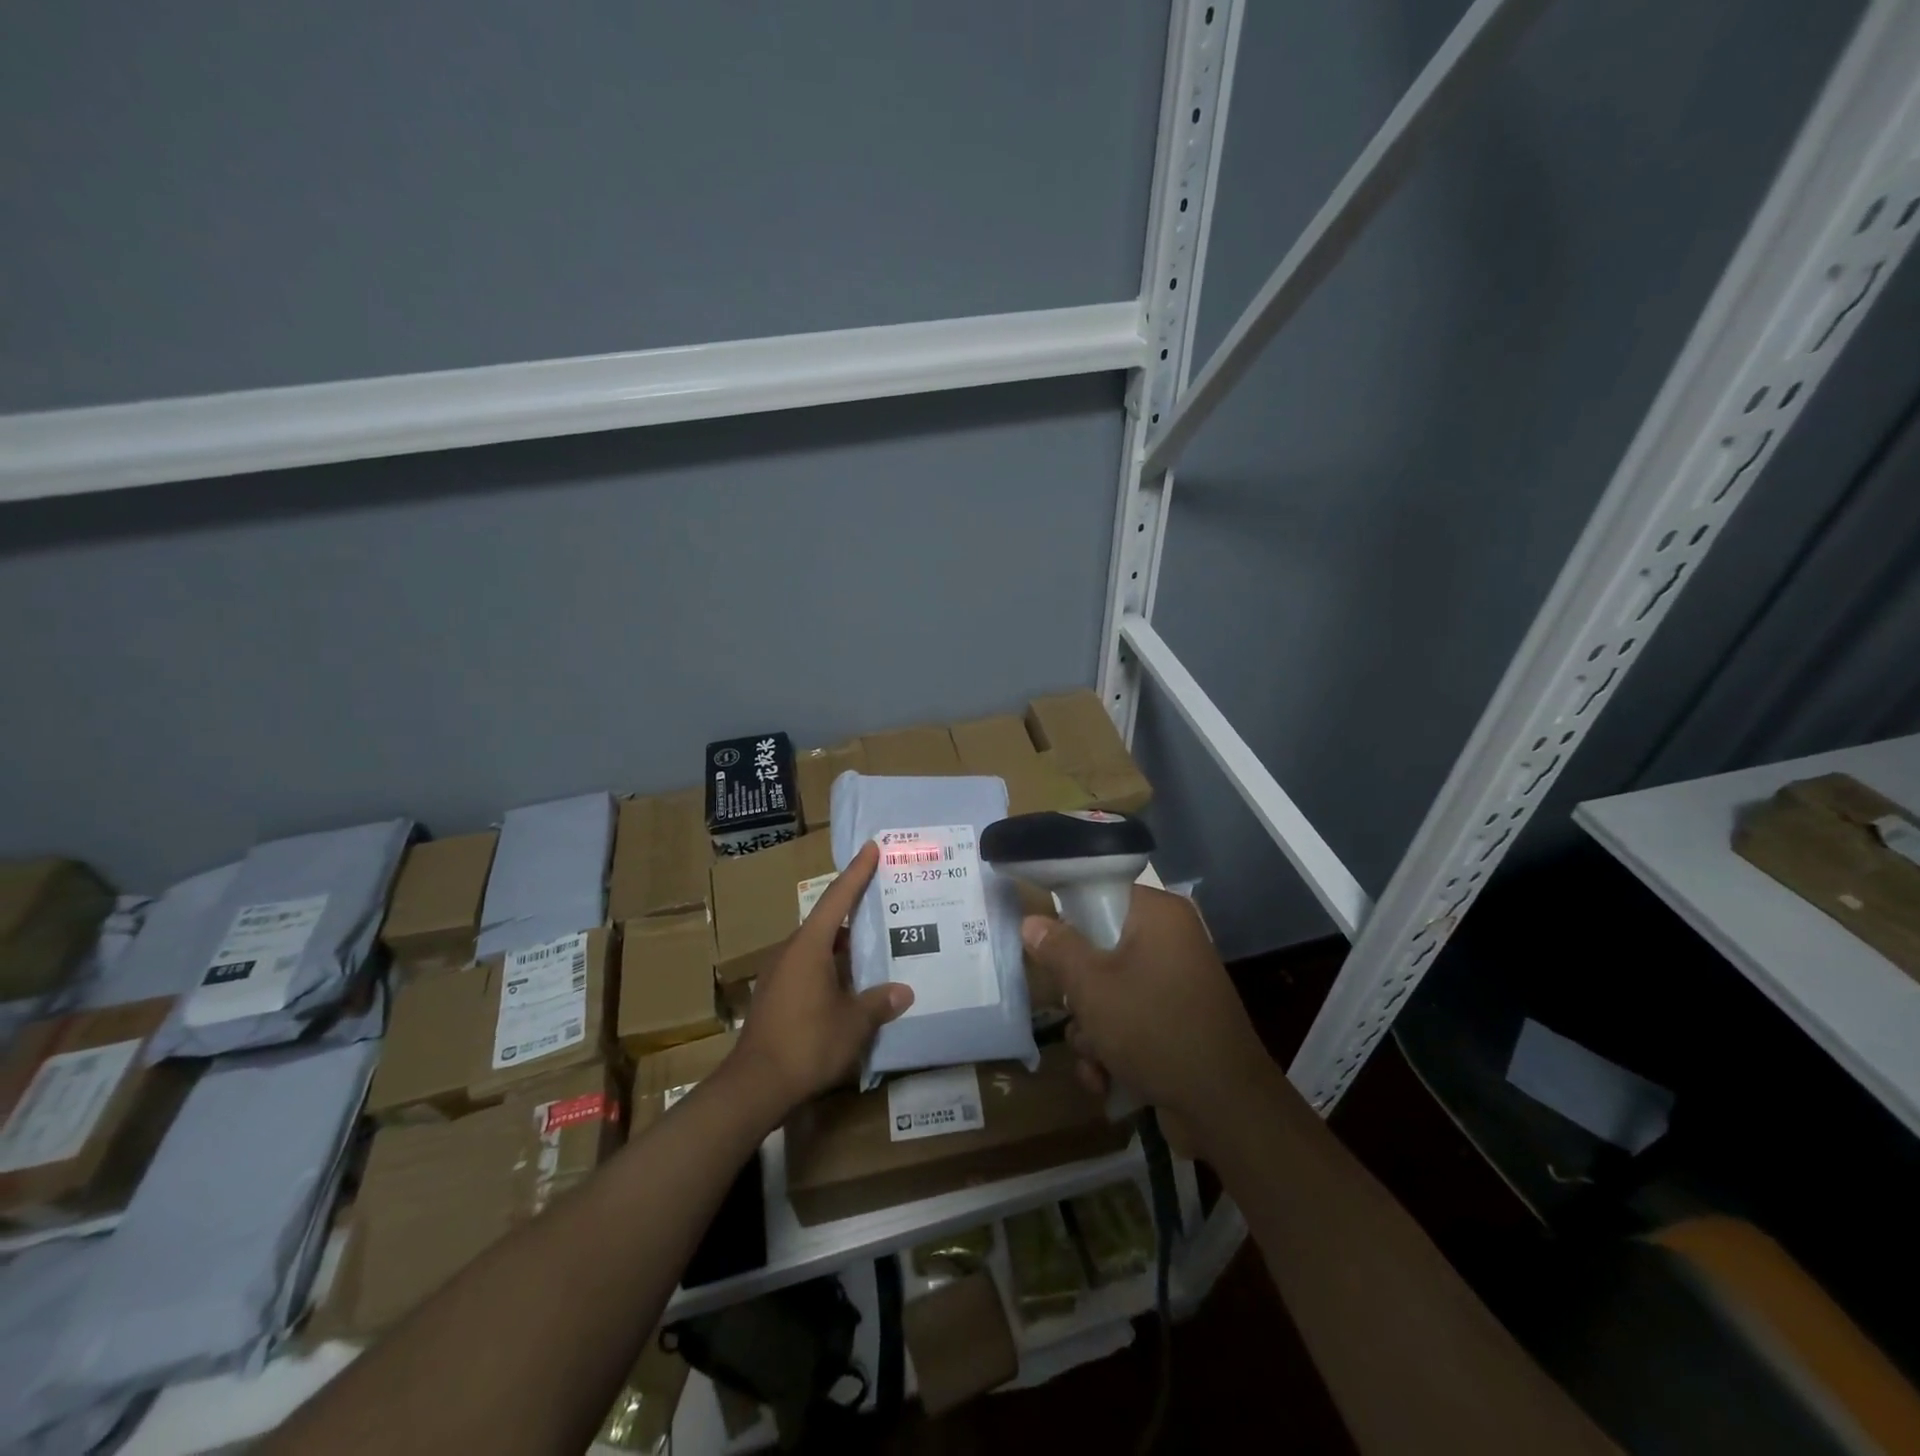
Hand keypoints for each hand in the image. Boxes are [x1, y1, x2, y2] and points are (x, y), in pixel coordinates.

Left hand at [731, 842, 912, 1111]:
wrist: (755, 1085)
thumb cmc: (808, 1043)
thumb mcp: (853, 1023)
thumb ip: (879, 1003)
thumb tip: (904, 992)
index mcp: (809, 945)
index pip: (837, 898)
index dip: (857, 872)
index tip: (871, 848)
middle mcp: (791, 950)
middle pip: (827, 921)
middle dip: (855, 910)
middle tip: (884, 900)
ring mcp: (779, 973)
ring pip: (818, 947)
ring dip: (844, 944)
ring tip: (875, 943)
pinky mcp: (775, 995)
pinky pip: (809, 967)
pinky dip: (831, 966)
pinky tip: (850, 982)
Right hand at [1022, 887, 1272, 1128]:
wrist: (1225, 1109)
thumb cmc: (1154, 1028)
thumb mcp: (1092, 986)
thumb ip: (1058, 948)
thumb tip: (1031, 921)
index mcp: (1159, 916)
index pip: (1102, 893)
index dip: (1068, 917)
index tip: (1047, 945)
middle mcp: (1171, 941)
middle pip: (1100, 948)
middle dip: (1078, 993)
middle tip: (1075, 1011)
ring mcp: (1175, 984)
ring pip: (1109, 991)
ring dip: (1091, 1030)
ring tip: (1094, 1058)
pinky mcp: (1175, 1022)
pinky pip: (1129, 1021)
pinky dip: (1112, 1049)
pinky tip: (1104, 1080)